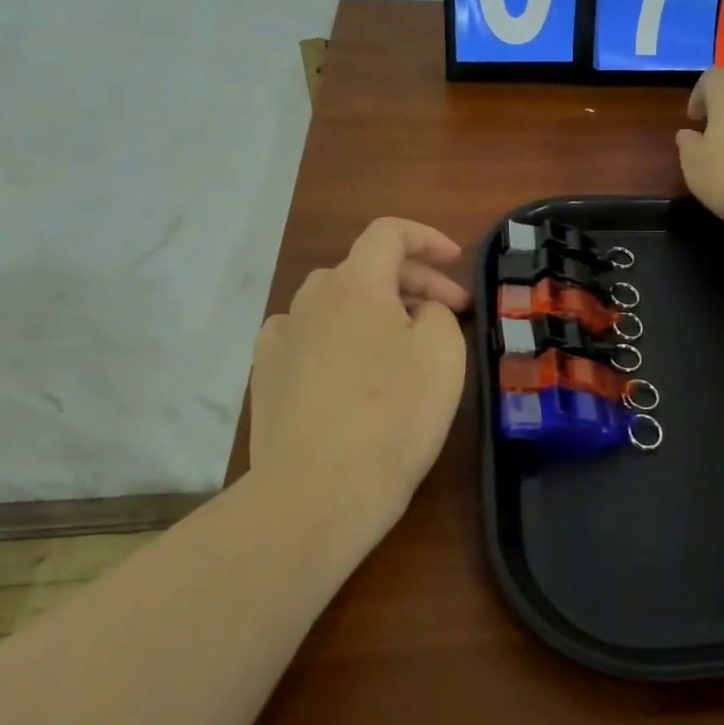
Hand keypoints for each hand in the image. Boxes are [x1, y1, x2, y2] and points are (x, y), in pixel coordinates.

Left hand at [244, 217, 469, 553]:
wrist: (317, 492)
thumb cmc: (393, 416)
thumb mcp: (443, 353)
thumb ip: (436, 312)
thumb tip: (416, 312)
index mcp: (355, 284)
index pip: (388, 232)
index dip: (427, 237)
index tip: (457, 262)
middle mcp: (310, 299)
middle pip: (366, 267)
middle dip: (415, 281)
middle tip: (452, 313)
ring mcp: (281, 337)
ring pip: (335, 301)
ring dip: (375, 308)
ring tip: (403, 341)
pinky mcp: (266, 375)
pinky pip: (308, 335)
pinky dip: (338, 336)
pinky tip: (350, 366)